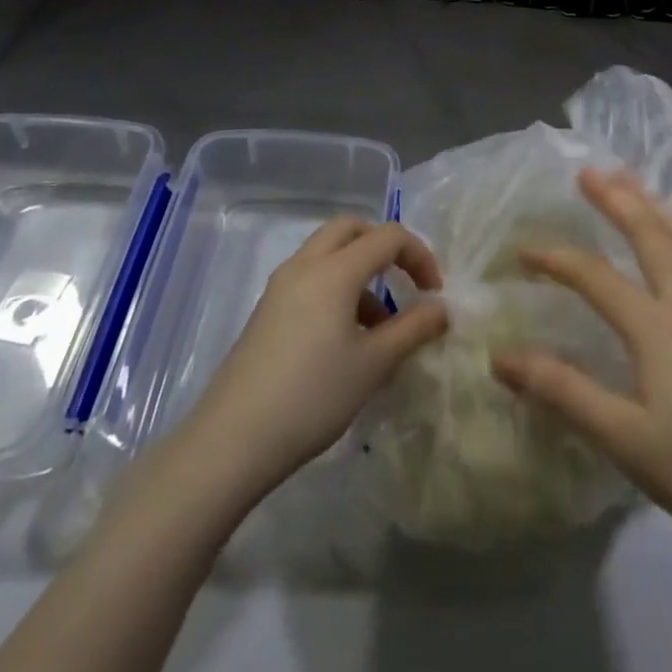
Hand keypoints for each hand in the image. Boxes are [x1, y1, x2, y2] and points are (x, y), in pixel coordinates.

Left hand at [172, 219, 447, 506]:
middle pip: (351, 229)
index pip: (388, 236)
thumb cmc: (312, 397)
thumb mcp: (373, 365)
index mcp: (335, 270)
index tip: (433, 294)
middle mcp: (305, 265)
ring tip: (379, 325)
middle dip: (384, 246)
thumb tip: (441, 308)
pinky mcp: (266, 311)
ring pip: (327, 252)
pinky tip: (344, 340)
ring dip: (359, 270)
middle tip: (403, 281)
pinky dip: (336, 288)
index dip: (419, 256)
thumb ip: (413, 329)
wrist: (230, 442)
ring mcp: (280, 287)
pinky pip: (310, 278)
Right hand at [494, 169, 671, 559]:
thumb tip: (501, 356)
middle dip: (617, 198)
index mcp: (656, 325)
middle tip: (589, 170)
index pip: (595, 276)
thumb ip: (562, 390)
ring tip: (635, 181)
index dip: (556, 258)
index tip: (523, 250)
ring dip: (655, 204)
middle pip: (650, 233)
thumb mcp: (622, 437)